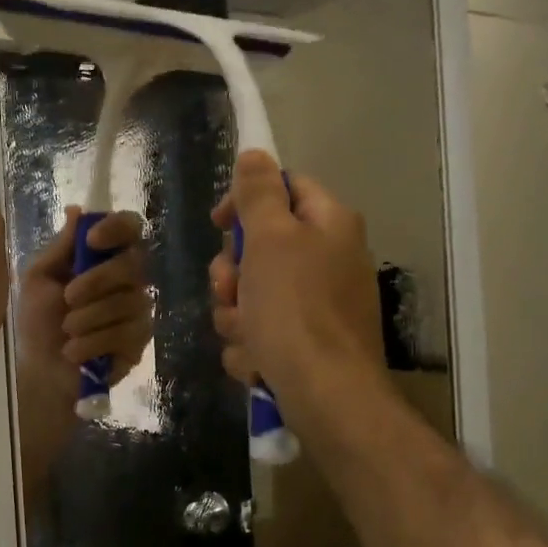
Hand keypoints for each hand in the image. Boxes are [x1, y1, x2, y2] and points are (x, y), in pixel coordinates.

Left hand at [15, 208, 151, 397]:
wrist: (41, 370)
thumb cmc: (38, 321)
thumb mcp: (39, 279)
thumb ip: (60, 247)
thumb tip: (77, 209)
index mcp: (103, 257)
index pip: (129, 227)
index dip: (116, 228)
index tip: (92, 241)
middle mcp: (128, 278)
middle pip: (132, 264)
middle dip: (97, 281)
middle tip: (68, 298)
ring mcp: (138, 309)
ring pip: (128, 301)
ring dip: (89, 318)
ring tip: (67, 332)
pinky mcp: (140, 340)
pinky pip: (126, 333)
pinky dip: (94, 342)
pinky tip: (75, 352)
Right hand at [208, 151, 382, 410]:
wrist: (326, 394)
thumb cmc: (296, 309)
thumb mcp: (270, 240)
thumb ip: (259, 193)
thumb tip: (255, 152)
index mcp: (329, 224)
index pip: (284, 188)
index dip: (245, 201)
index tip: (218, 224)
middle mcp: (329, 259)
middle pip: (260, 248)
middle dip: (233, 275)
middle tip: (231, 290)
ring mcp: (318, 305)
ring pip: (252, 295)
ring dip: (236, 315)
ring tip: (247, 334)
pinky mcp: (306, 343)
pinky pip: (261, 332)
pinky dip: (252, 346)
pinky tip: (258, 360)